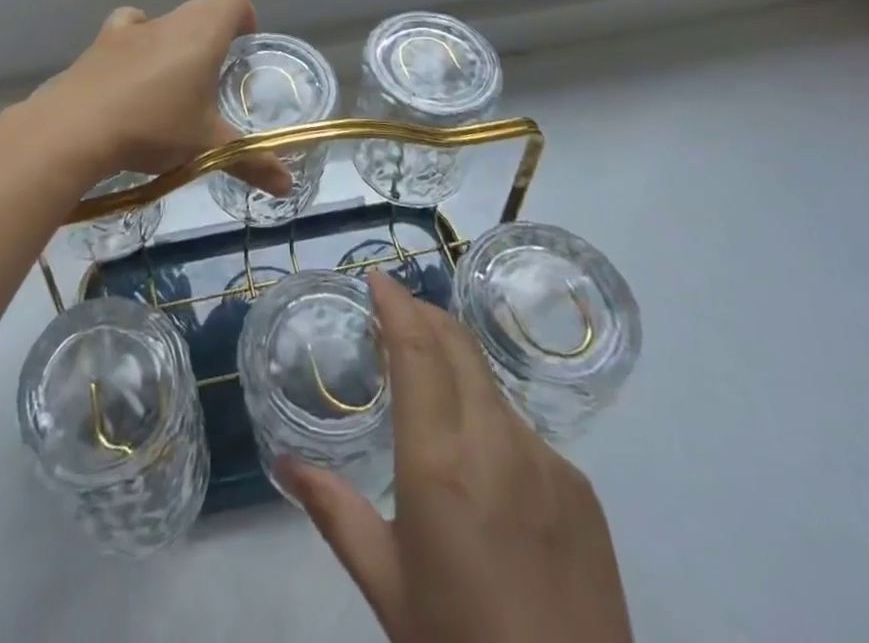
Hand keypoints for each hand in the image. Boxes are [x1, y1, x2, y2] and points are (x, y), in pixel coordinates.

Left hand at [22, 0, 292, 196]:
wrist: (76, 126)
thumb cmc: (153, 127)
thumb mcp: (207, 147)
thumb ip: (251, 162)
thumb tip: (288, 187)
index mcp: (203, 33)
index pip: (234, 1)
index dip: (244, 17)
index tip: (245, 46)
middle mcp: (170, 20)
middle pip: (201, 9)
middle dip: (213, 32)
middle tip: (215, 74)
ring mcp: (132, 28)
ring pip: (165, 19)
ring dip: (175, 38)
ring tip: (173, 79)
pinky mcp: (101, 41)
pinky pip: (127, 27)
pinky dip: (136, 41)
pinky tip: (132, 71)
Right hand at [280, 272, 632, 642]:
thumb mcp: (387, 588)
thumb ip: (334, 511)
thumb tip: (286, 461)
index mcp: (438, 462)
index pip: (416, 350)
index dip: (397, 304)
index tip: (377, 279)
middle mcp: (495, 442)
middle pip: (457, 346)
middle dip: (424, 315)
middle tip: (395, 311)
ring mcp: (547, 462)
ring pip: (490, 385)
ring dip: (455, 365)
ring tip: (429, 384)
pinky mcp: (582, 490)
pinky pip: (524, 430)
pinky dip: (489, 416)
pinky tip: (482, 463)